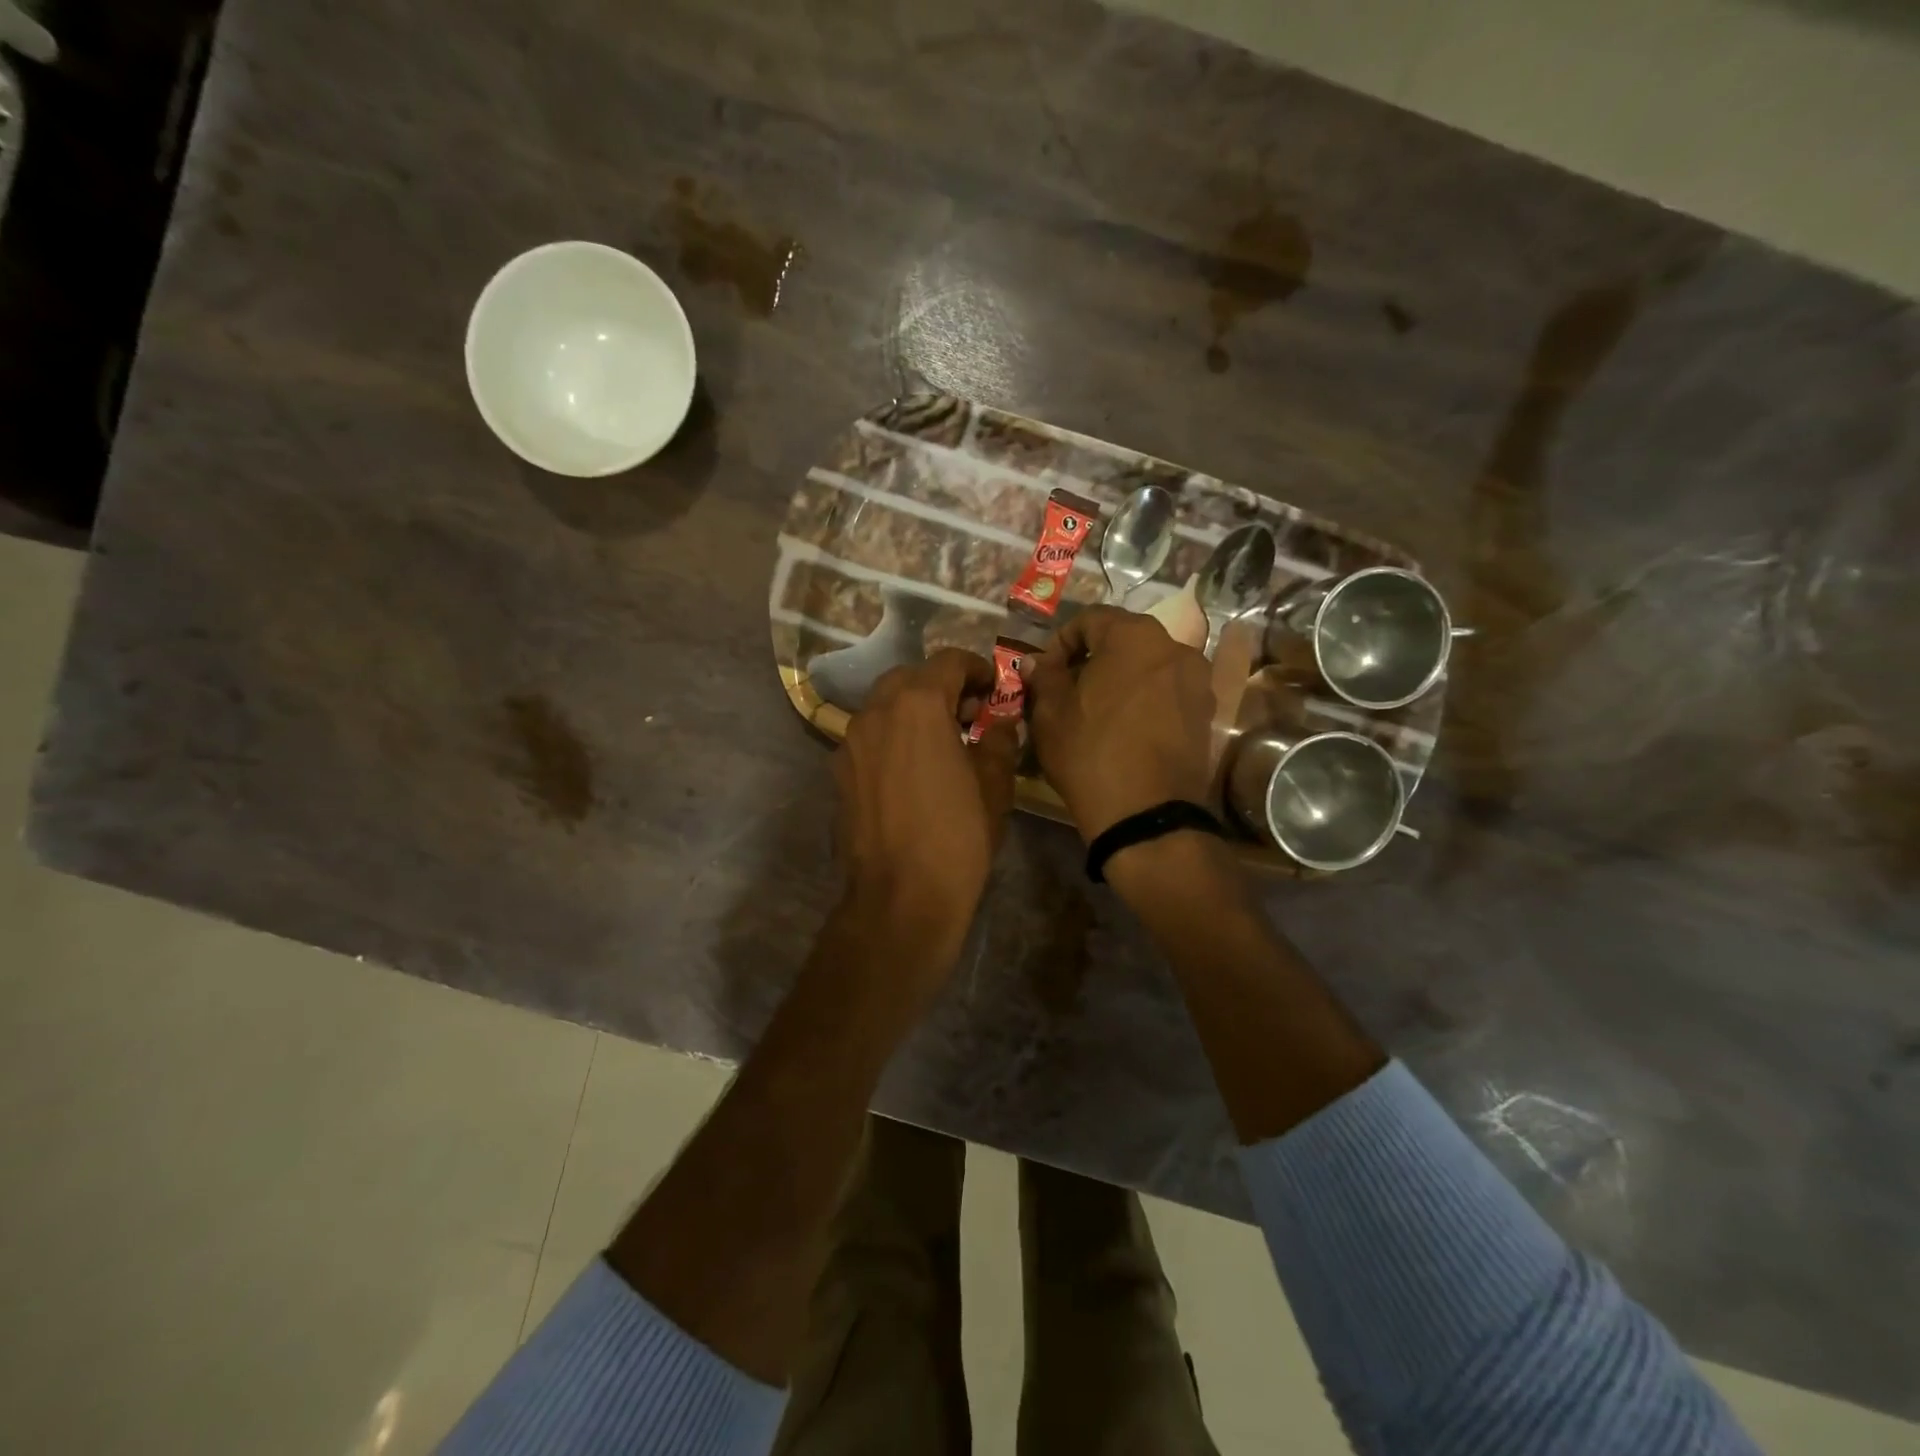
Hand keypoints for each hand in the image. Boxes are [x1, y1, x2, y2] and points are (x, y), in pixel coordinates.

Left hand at [834, 647, 1018, 963]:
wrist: (900, 897)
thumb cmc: (957, 837)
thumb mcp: (994, 785)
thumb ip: (998, 741)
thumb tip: (998, 725)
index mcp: (918, 705)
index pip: (948, 661)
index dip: (977, 669)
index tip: (993, 690)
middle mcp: (877, 712)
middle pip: (910, 678)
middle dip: (941, 687)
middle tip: (968, 716)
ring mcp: (851, 742)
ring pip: (884, 706)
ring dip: (913, 711)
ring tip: (941, 743)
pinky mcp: (839, 772)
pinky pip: (869, 737)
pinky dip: (893, 737)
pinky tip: (912, 771)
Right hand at [1022, 607, 1213, 840]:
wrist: (1146, 815)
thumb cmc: (1090, 753)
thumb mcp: (1051, 714)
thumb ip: (1044, 677)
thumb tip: (1036, 662)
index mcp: (1134, 636)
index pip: (1090, 619)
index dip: (1061, 642)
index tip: (1045, 673)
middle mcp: (1174, 647)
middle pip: (1124, 640)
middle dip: (1093, 658)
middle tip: (1068, 690)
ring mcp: (1197, 681)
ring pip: (1148, 666)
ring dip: (1121, 678)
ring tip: (1097, 711)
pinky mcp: (1206, 713)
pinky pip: (1168, 692)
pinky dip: (1145, 699)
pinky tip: (1126, 729)